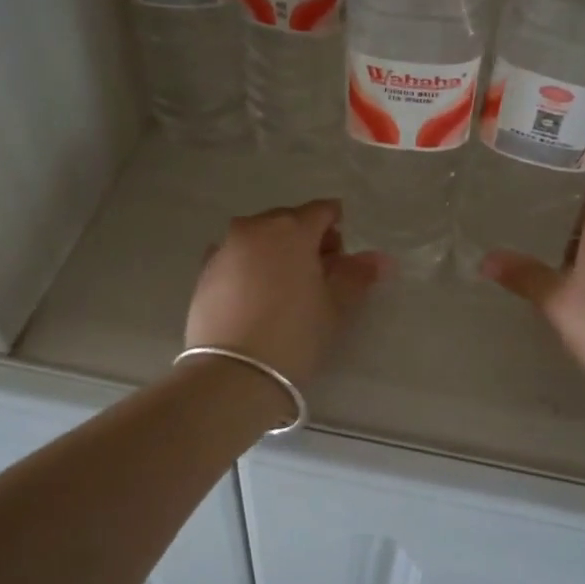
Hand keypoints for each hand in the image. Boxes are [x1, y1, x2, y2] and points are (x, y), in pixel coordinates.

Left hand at [186, 199, 390, 384]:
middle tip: (319, 274)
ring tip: (287, 286)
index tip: (342, 254)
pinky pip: (236, 256)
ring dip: (276, 250)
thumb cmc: (294, 333)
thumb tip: (380, 259)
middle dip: (306, 238)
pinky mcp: (204, 272)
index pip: (321, 211)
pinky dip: (250, 265)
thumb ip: (357, 275)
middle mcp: (254, 228)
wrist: (232, 373)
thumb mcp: (335, 306)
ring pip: (259, 237)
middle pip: (288, 220)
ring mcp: (224, 248)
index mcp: (291, 228)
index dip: (336, 227)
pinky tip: (257, 295)